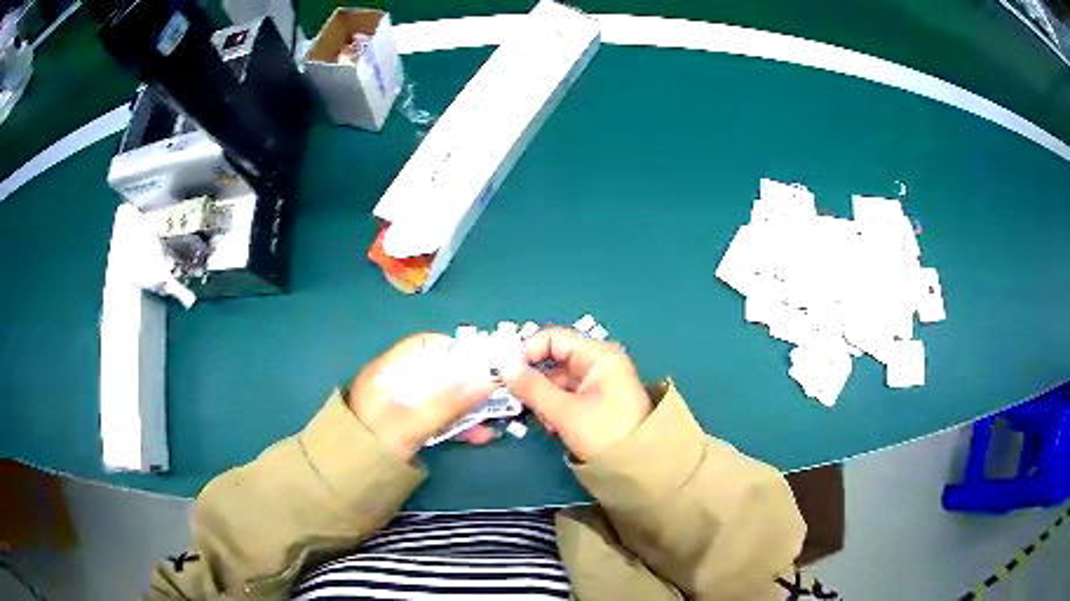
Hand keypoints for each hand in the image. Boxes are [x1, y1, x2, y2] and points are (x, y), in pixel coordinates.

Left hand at [349, 333, 497, 459]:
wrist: (348, 482)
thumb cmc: (375, 445)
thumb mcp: (411, 423)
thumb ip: (448, 402)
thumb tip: (488, 379)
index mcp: (387, 372)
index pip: (424, 346)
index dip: (455, 350)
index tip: (483, 363)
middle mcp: (395, 385)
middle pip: (438, 374)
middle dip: (468, 385)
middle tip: (496, 395)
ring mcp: (402, 409)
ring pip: (441, 399)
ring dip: (468, 409)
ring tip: (493, 422)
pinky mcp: (408, 430)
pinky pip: (438, 420)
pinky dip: (458, 426)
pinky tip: (478, 436)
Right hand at [503, 328, 652, 460]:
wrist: (641, 467)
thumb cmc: (606, 433)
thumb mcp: (566, 411)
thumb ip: (532, 388)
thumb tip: (504, 369)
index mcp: (597, 355)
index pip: (553, 338)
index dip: (527, 351)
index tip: (505, 373)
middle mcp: (597, 363)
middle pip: (553, 359)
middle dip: (532, 378)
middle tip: (512, 398)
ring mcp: (597, 383)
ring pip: (557, 380)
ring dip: (541, 396)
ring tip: (536, 417)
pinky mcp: (594, 402)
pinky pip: (565, 395)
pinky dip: (552, 406)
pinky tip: (550, 425)